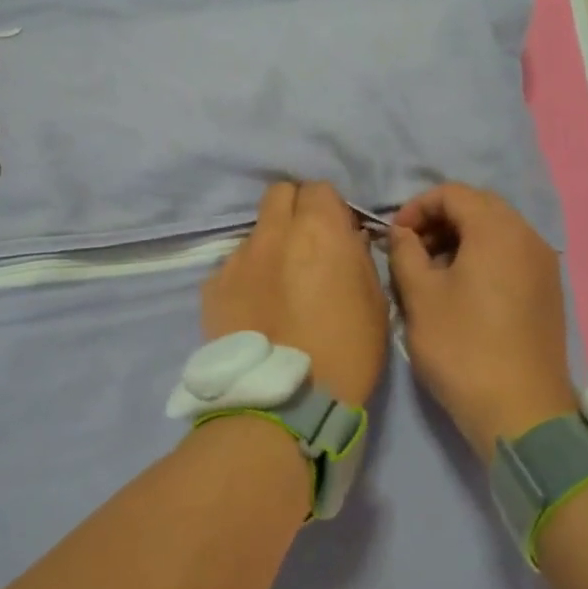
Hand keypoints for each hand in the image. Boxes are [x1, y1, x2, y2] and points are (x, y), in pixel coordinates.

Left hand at [201, 181, 388, 408]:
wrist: (283, 400)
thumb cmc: (346, 351)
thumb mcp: (374, 301)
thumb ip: (357, 257)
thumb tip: (345, 239)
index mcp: (318, 229)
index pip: (319, 188)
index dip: (329, 208)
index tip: (335, 233)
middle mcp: (273, 233)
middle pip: (279, 194)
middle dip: (294, 209)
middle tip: (306, 244)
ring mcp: (237, 258)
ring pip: (255, 232)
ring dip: (269, 245)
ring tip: (277, 284)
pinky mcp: (213, 286)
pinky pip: (233, 266)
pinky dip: (246, 277)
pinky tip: (254, 309)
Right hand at [388, 183, 577, 455]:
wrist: (521, 412)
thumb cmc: (463, 347)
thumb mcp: (420, 296)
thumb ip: (405, 253)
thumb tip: (403, 234)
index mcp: (498, 230)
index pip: (453, 193)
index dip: (417, 206)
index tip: (395, 236)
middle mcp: (528, 237)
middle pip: (478, 207)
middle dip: (439, 220)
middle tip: (411, 250)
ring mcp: (543, 265)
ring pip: (496, 231)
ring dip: (459, 239)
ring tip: (431, 271)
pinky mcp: (547, 291)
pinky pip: (510, 255)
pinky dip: (481, 257)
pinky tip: (460, 289)